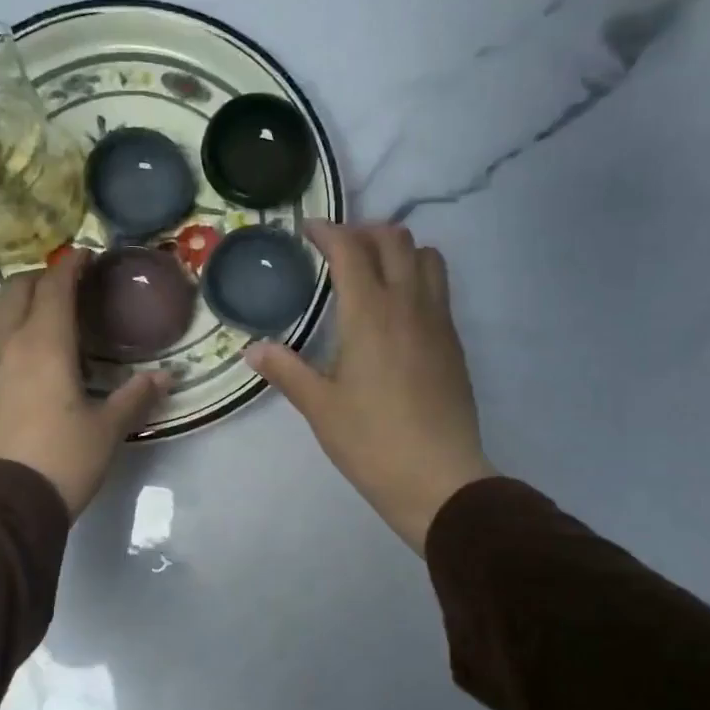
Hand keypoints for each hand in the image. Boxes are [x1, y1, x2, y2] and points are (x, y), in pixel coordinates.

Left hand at [0, 251, 167, 516]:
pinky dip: (6, 328)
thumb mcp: (107, 430)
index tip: (86, 256)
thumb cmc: (62, 460)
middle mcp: (8, 344)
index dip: (71, 266)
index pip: (55, 287)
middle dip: (41, 278)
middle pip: (16, 289)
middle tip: (68, 286)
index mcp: (43, 344)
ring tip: (43, 312)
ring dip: (18, 300)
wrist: (4, 504)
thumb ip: (136, 397)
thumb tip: (166, 378)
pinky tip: (24, 351)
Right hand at [248, 222, 495, 552]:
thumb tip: (254, 350)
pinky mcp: (454, 343)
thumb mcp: (320, 408)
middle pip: (395, 240)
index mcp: (370, 314)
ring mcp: (439, 321)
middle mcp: (409, 305)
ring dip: (398, 251)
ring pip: (427, 257)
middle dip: (364, 232)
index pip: (351, 250)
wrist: (439, 478)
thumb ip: (286, 371)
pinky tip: (396, 312)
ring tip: (372, 272)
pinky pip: (439, 288)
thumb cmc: (371, 442)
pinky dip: (417, 278)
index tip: (308, 230)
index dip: (328, 231)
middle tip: (337, 250)